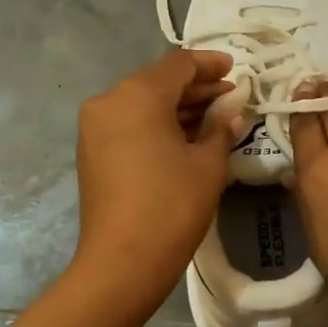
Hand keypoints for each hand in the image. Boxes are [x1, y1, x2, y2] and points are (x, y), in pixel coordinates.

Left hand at [71, 49, 243, 307]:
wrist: (122, 262)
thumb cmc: (172, 206)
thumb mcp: (208, 164)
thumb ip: (221, 127)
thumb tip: (231, 112)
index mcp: (138, 94)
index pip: (179, 63)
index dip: (210, 64)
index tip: (235, 70)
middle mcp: (110, 100)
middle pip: (158, 81)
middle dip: (196, 87)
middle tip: (230, 96)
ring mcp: (95, 126)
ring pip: (143, 102)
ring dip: (178, 106)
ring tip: (214, 117)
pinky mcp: (91, 150)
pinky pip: (129, 122)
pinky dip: (157, 123)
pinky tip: (186, 136)